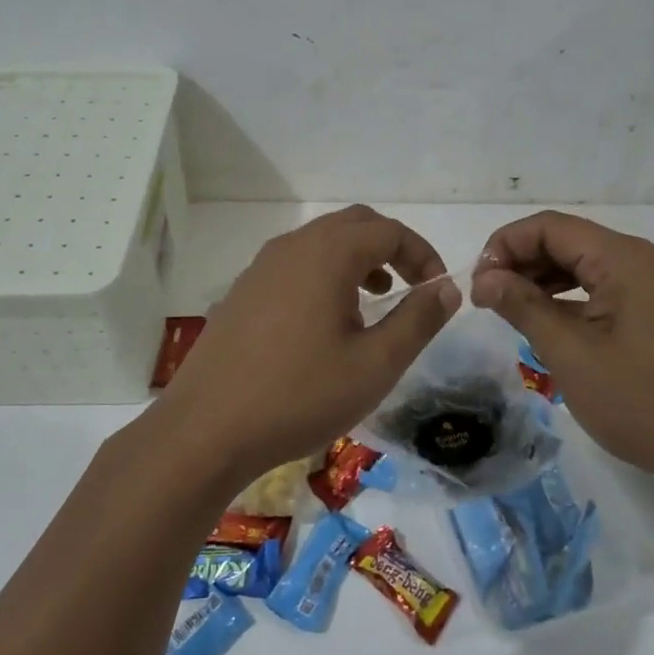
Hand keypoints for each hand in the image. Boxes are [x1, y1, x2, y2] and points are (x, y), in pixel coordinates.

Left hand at [154, 206, 459, 491]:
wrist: (206, 429)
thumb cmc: (300, 395)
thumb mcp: (376, 365)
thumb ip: (418, 320)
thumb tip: (447, 287)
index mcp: (327, 254)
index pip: (389, 230)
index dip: (422, 254)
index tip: (437, 290)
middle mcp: (292, 247)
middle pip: (353, 225)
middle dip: (390, 249)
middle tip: (410, 288)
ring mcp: (260, 268)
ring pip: (321, 244)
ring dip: (356, 262)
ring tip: (372, 306)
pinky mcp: (242, 293)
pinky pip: (294, 266)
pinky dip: (324, 276)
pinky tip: (325, 326)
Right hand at [471, 211, 653, 495]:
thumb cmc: (643, 402)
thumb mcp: (571, 354)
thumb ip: (523, 306)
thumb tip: (484, 277)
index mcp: (624, 259)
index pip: (550, 227)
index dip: (505, 246)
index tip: (477, 284)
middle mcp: (642, 261)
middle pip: (568, 242)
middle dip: (521, 263)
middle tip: (486, 300)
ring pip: (585, 267)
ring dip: (543, 282)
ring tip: (509, 311)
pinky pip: (604, 291)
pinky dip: (570, 300)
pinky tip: (548, 325)